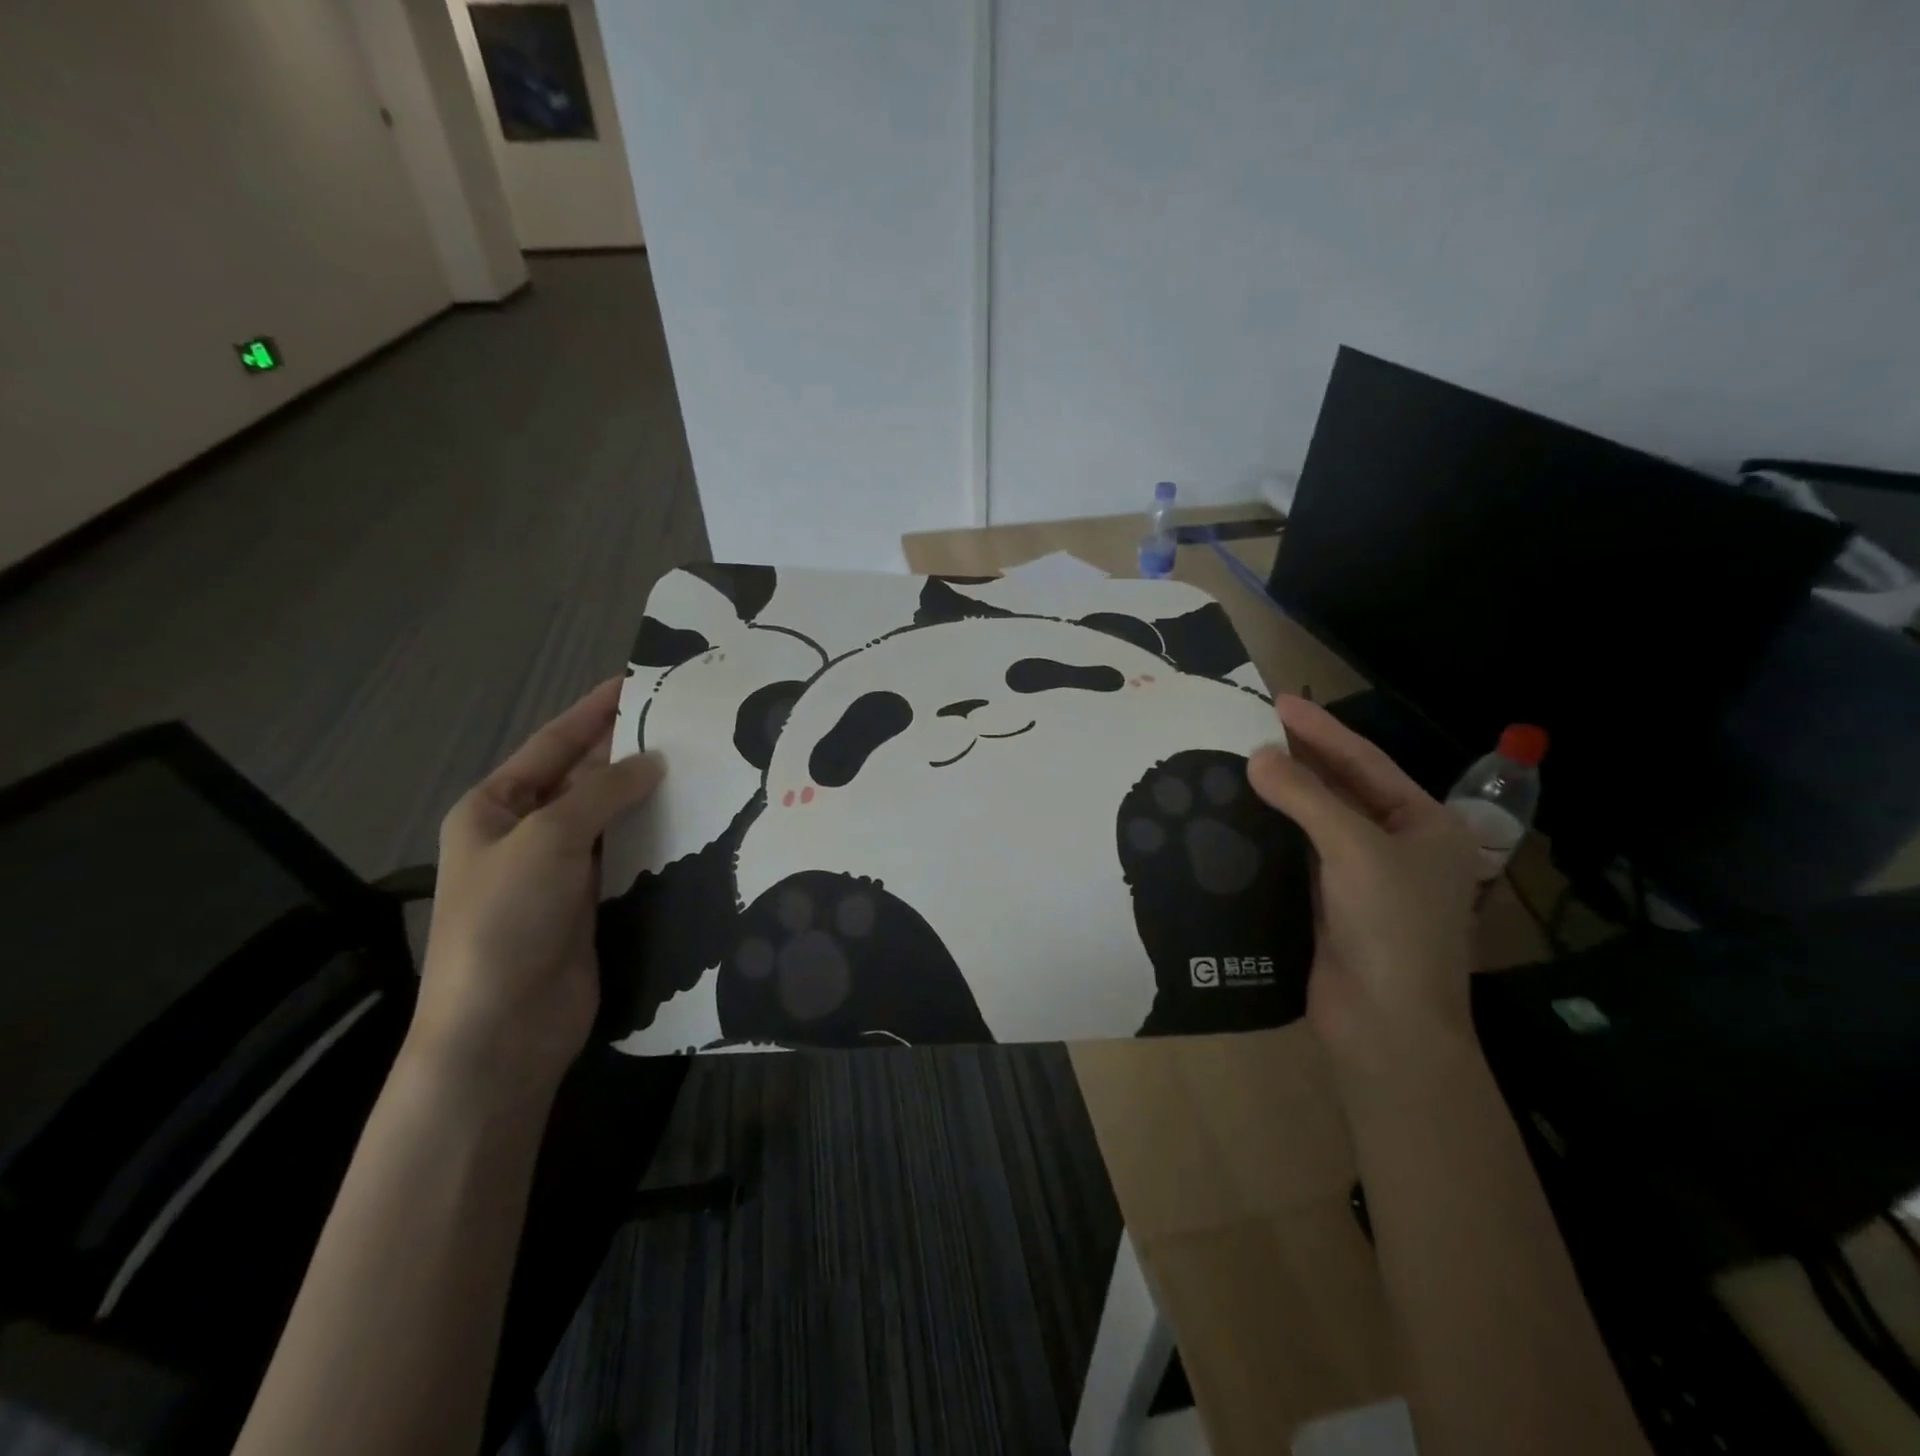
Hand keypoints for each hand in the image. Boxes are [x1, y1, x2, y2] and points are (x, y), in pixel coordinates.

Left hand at [410, 679, 663, 1102]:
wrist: (504, 1028)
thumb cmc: (508, 920)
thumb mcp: (549, 839)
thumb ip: (603, 792)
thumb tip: (655, 761)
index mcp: (494, 808)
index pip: (552, 745)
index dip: (593, 712)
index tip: (638, 682)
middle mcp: (526, 833)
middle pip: (584, 779)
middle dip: (629, 753)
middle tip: (687, 726)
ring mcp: (560, 871)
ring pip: (612, 818)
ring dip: (648, 796)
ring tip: (702, 766)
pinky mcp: (592, 903)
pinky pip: (628, 856)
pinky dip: (655, 837)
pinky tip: (694, 821)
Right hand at [1248, 696, 1481, 1087]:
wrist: (1386, 1026)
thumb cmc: (1391, 928)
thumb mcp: (1355, 850)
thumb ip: (1306, 798)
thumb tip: (1256, 756)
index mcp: (1425, 826)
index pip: (1365, 763)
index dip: (1320, 730)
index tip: (1276, 701)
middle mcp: (1398, 846)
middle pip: (1342, 789)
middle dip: (1299, 758)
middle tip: (1250, 725)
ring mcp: (1363, 877)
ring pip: (1316, 822)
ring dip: (1281, 794)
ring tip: (1237, 761)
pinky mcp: (1329, 903)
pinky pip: (1298, 854)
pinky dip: (1272, 832)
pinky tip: (1240, 813)